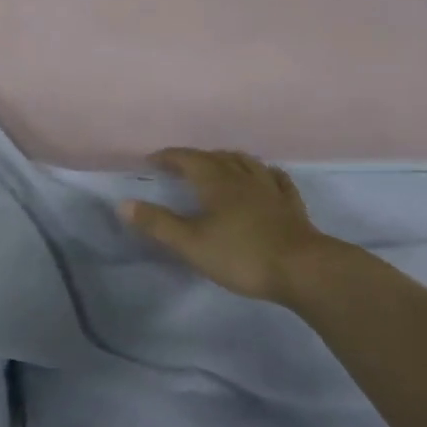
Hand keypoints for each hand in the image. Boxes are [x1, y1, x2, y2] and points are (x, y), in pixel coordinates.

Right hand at [122, 148, 330, 305]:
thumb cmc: (241, 255)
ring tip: (219, 162)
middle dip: (196, 157)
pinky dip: (265, 173)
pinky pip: (276, 179)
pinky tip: (266, 176)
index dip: (170, 157)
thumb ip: (158, 224)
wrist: (302, 269)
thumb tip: (124, 203)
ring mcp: (271, 189)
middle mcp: (243, 178)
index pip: (189, 159)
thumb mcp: (191, 244)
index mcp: (217, 183)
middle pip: (217, 158)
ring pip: (247, 163)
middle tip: (181, 164)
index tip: (153, 159)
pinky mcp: (291, 205)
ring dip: (228, 159)